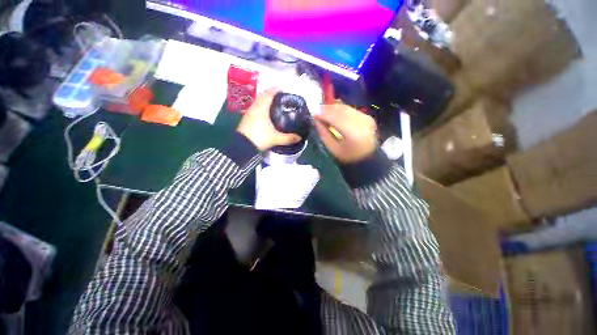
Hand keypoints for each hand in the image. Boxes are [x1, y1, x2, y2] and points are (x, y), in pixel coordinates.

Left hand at [237, 89, 300, 150]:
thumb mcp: (276, 138)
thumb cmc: (260, 138)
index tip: (283, 90)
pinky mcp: (246, 118)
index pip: (269, 94)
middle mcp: (255, 107)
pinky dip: (261, 107)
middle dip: (271, 94)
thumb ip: (288, 138)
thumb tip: (299, 137)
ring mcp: (249, 112)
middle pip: (263, 96)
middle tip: (280, 98)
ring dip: (265, 101)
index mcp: (262, 108)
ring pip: (258, 102)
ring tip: (274, 105)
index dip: (276, 90)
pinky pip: (255, 108)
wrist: (242, 146)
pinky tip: (265, 114)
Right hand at [314, 104, 376, 163]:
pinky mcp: (367, 117)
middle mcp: (361, 122)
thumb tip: (316, 121)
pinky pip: (351, 109)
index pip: (335, 118)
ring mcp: (366, 118)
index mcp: (353, 134)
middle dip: (327, 109)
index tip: (313, 114)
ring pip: (346, 108)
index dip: (323, 114)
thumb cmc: (348, 157)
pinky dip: (341, 109)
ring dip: (333, 108)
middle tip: (317, 111)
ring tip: (323, 111)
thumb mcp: (333, 149)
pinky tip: (334, 113)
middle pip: (341, 110)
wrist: (368, 158)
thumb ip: (324, 134)